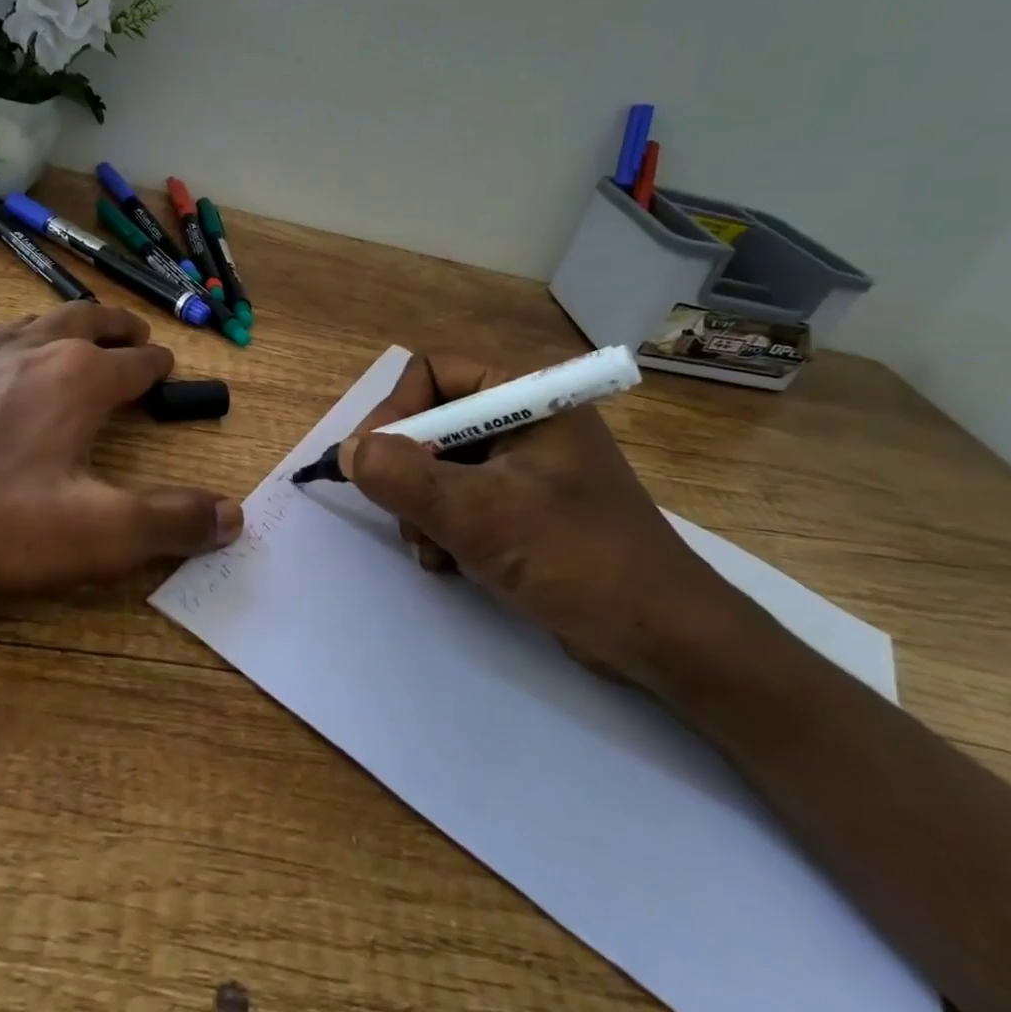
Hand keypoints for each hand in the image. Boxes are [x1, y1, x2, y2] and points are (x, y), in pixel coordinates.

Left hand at [0, 303, 241, 596]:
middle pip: (87, 323)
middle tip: (135, 334)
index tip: (168, 372)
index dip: (159, 369)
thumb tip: (235, 515)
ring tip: (73, 328)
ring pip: (28, 320)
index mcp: (78, 381)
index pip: (136, 365)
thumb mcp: (90, 536)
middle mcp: (29, 350)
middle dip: (117, 328)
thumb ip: (169, 523)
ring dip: (60, 321)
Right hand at [340, 352, 743, 687]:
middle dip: (407, 471)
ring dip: (421, 507)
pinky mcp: (526, 505)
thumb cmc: (576, 559)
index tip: (369, 464)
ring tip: (431, 549)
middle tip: (402, 515)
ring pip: (440, 464)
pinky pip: (462, 497)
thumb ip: (402, 476)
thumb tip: (347, 451)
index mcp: (529, 396)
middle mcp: (526, 419)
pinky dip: (444, 526)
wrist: (663, 639)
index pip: (434, 373)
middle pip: (433, 420)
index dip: (394, 412)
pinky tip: (447, 561)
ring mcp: (527, 464)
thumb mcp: (478, 514)